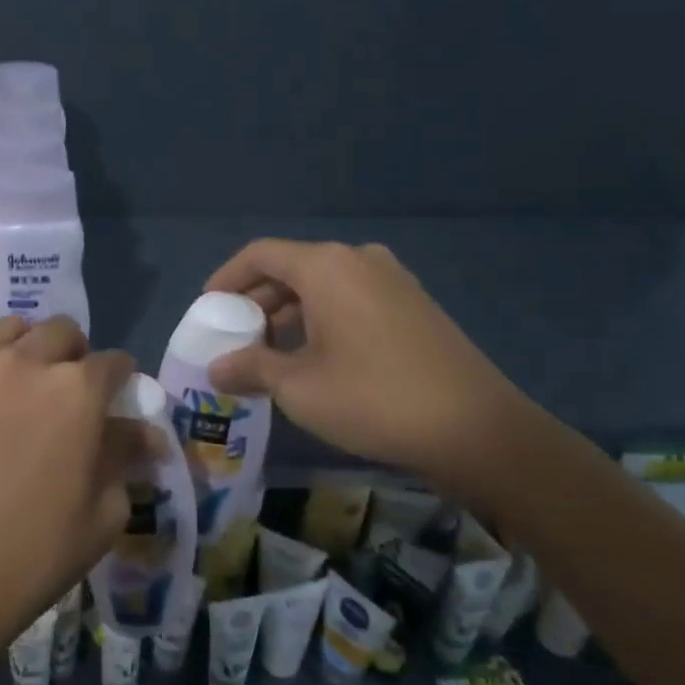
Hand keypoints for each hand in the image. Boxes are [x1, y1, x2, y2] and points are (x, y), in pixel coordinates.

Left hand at [0, 317, 140, 656]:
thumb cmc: (32, 554)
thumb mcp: (101, 515)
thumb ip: (125, 460)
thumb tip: (147, 435)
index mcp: (78, 391)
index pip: (114, 362)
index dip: (121, 380)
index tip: (116, 400)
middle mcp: (28, 362)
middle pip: (62, 331)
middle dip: (75, 355)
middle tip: (68, 393)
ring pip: (11, 328)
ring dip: (27, 348)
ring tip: (21, 383)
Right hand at [204, 239, 542, 492]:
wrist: (477, 429)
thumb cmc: (373, 398)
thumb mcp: (299, 387)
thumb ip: (251, 368)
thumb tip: (216, 369)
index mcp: (326, 265)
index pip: (260, 254)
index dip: (226, 278)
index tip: (207, 308)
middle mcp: (358, 259)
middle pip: (291, 267)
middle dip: (257, 299)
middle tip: (235, 334)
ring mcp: (392, 279)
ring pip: (323, 284)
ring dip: (290, 312)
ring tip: (270, 350)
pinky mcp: (414, 304)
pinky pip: (352, 298)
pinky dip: (323, 317)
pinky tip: (316, 355)